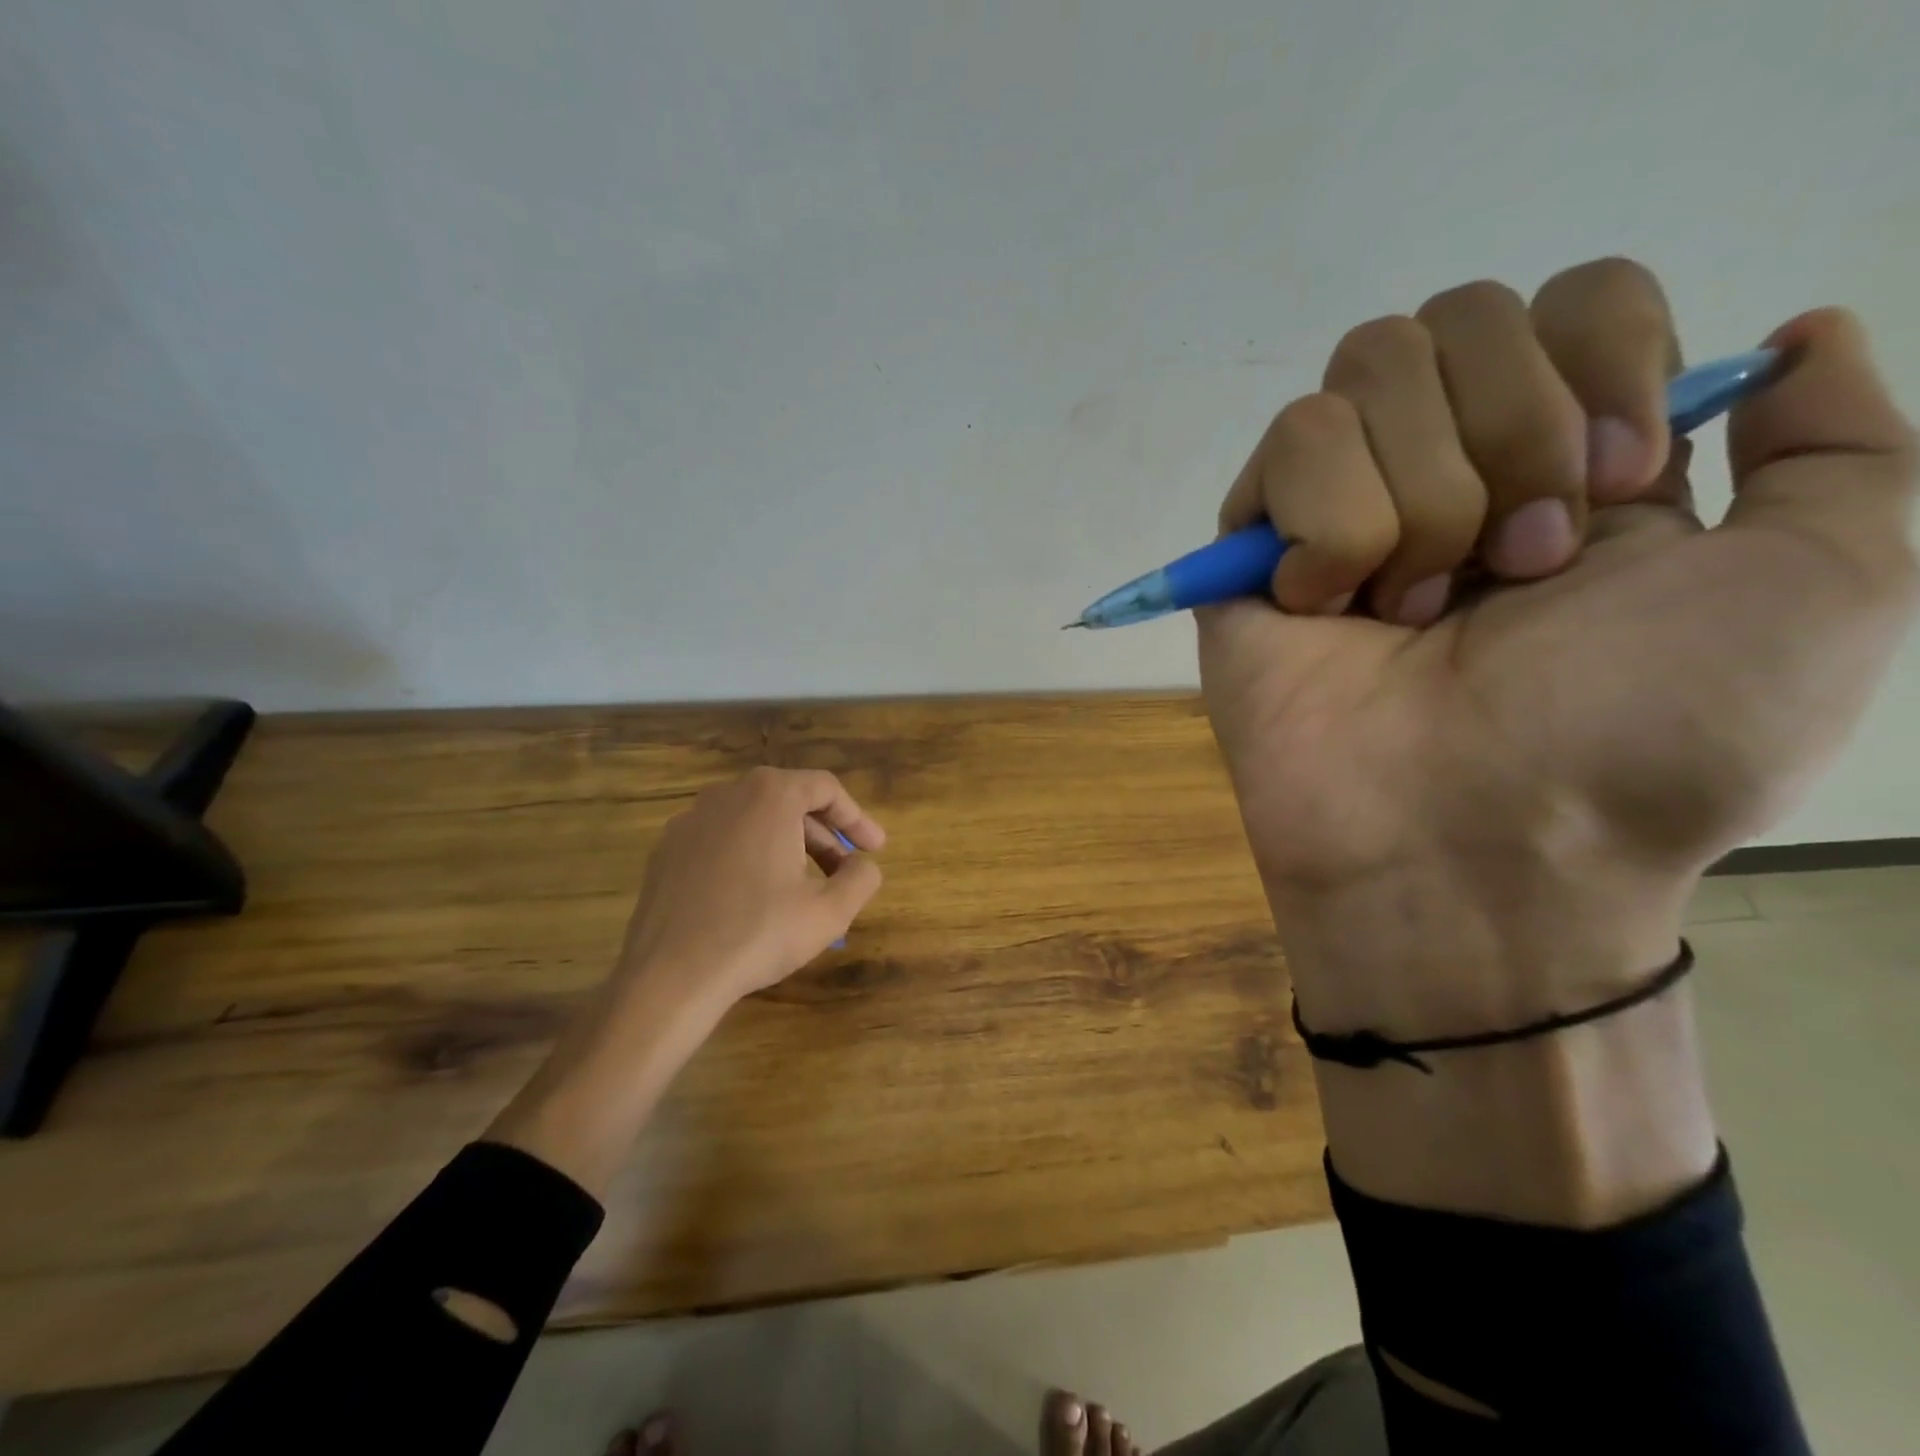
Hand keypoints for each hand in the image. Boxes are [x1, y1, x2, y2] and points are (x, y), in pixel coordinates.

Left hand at [616, 766, 886, 1010]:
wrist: (669, 976)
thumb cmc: (758, 934)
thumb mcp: (829, 911)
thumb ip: (861, 878)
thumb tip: (863, 865)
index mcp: (769, 796)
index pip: (826, 788)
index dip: (856, 818)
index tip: (875, 849)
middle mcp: (727, 795)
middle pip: (789, 801)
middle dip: (823, 836)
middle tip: (844, 871)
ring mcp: (690, 821)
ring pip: (753, 821)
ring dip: (787, 846)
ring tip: (802, 887)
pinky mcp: (666, 850)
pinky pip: (721, 841)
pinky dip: (748, 857)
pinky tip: (753, 897)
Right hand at [1200, 260, 1917, 1036]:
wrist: (1474, 846)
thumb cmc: (1642, 738)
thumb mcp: (1826, 588)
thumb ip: (1841, 447)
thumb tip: (1793, 333)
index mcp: (1570, 461)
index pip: (1574, 297)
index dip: (1606, 357)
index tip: (1623, 485)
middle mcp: (1447, 467)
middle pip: (1457, 314)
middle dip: (1512, 434)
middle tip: (1520, 572)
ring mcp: (1337, 505)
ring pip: (1363, 371)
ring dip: (1424, 496)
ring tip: (1417, 610)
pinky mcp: (1251, 548)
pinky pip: (1288, 446)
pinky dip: (1333, 527)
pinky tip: (1332, 609)